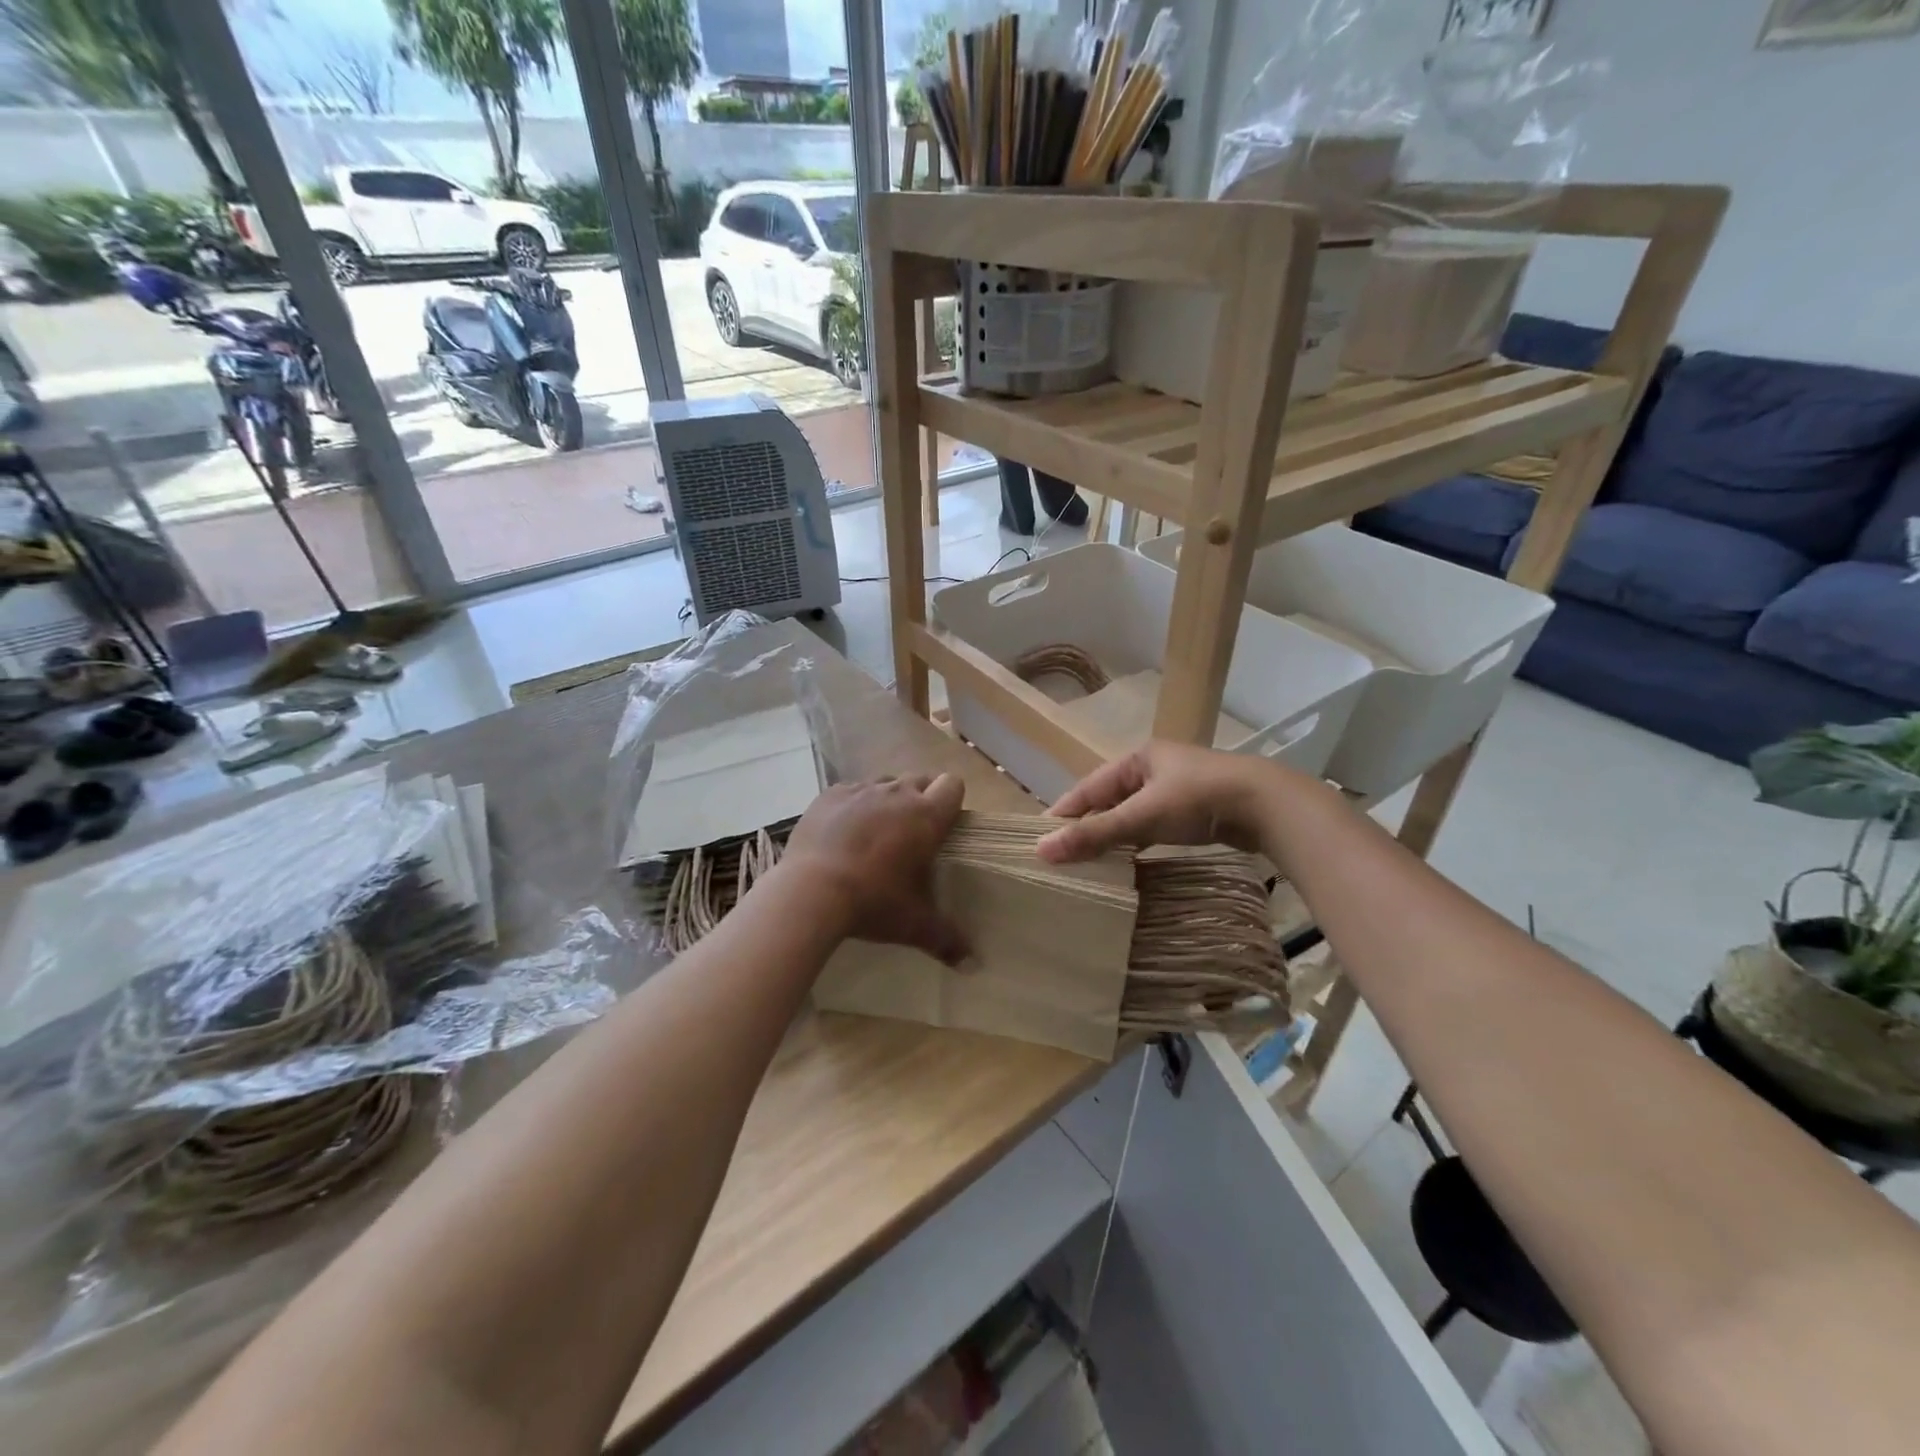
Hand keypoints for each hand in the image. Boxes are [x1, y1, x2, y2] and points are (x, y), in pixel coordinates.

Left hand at [783, 774, 968, 963]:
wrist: (811, 892)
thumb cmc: (873, 902)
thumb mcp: (914, 925)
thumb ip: (947, 940)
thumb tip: (972, 965)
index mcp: (926, 817)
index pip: (953, 786)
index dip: (951, 802)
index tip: (943, 827)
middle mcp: (897, 794)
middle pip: (920, 780)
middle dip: (920, 799)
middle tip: (911, 835)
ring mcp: (860, 790)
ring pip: (884, 783)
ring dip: (886, 801)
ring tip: (875, 834)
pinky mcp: (829, 794)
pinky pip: (850, 791)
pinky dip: (852, 806)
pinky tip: (842, 833)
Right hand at [1036, 742, 1284, 862]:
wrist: (1268, 805)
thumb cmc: (1198, 800)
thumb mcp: (1142, 816)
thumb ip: (1094, 833)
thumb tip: (1042, 850)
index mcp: (1137, 758)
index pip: (1087, 786)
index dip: (1063, 812)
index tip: (1038, 837)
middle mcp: (1154, 768)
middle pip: (1108, 800)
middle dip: (1086, 826)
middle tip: (1061, 854)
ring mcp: (1177, 790)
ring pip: (1132, 814)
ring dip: (1112, 836)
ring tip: (1088, 861)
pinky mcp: (1196, 810)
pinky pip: (1153, 826)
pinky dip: (1137, 841)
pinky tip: (1128, 860)